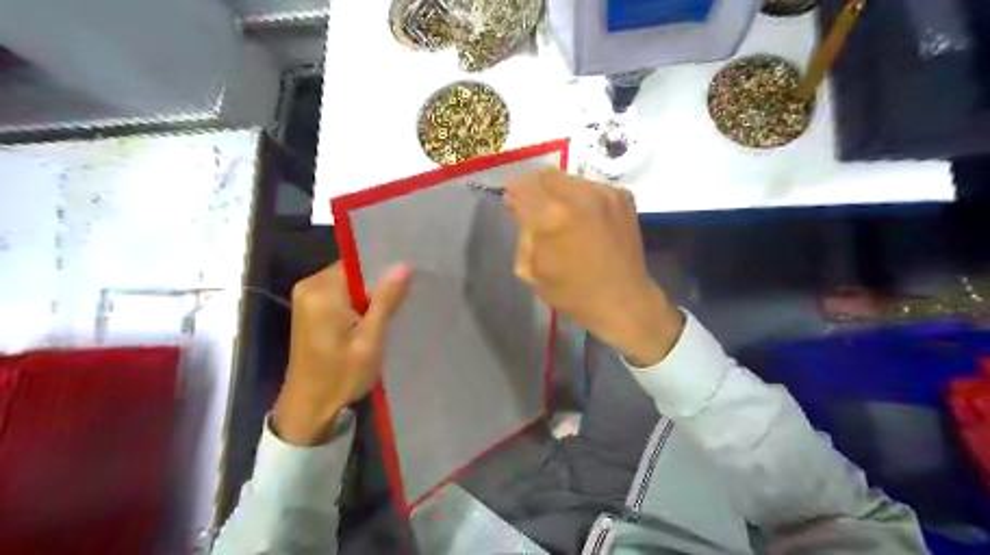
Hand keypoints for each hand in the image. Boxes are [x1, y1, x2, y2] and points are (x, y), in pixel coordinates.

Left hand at [271, 260, 411, 446]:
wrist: (309, 408)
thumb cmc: (341, 376)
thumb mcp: (370, 340)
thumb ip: (386, 300)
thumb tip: (404, 265)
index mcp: (322, 290)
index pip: (360, 263)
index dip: (385, 270)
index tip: (409, 280)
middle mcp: (310, 286)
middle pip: (354, 271)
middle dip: (378, 285)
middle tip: (405, 300)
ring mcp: (308, 297)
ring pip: (350, 283)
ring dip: (370, 296)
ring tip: (395, 310)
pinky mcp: (311, 308)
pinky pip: (342, 294)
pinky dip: (359, 303)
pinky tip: (375, 318)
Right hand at [510, 168, 680, 368]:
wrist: (624, 300)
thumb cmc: (573, 293)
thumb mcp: (532, 270)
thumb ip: (523, 233)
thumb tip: (518, 207)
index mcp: (551, 218)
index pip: (520, 187)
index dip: (512, 196)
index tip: (515, 208)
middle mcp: (577, 196)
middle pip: (543, 174)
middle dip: (534, 188)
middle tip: (536, 209)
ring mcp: (603, 192)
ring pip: (567, 177)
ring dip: (558, 191)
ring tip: (563, 215)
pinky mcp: (621, 195)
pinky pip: (589, 186)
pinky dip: (580, 197)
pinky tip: (585, 219)